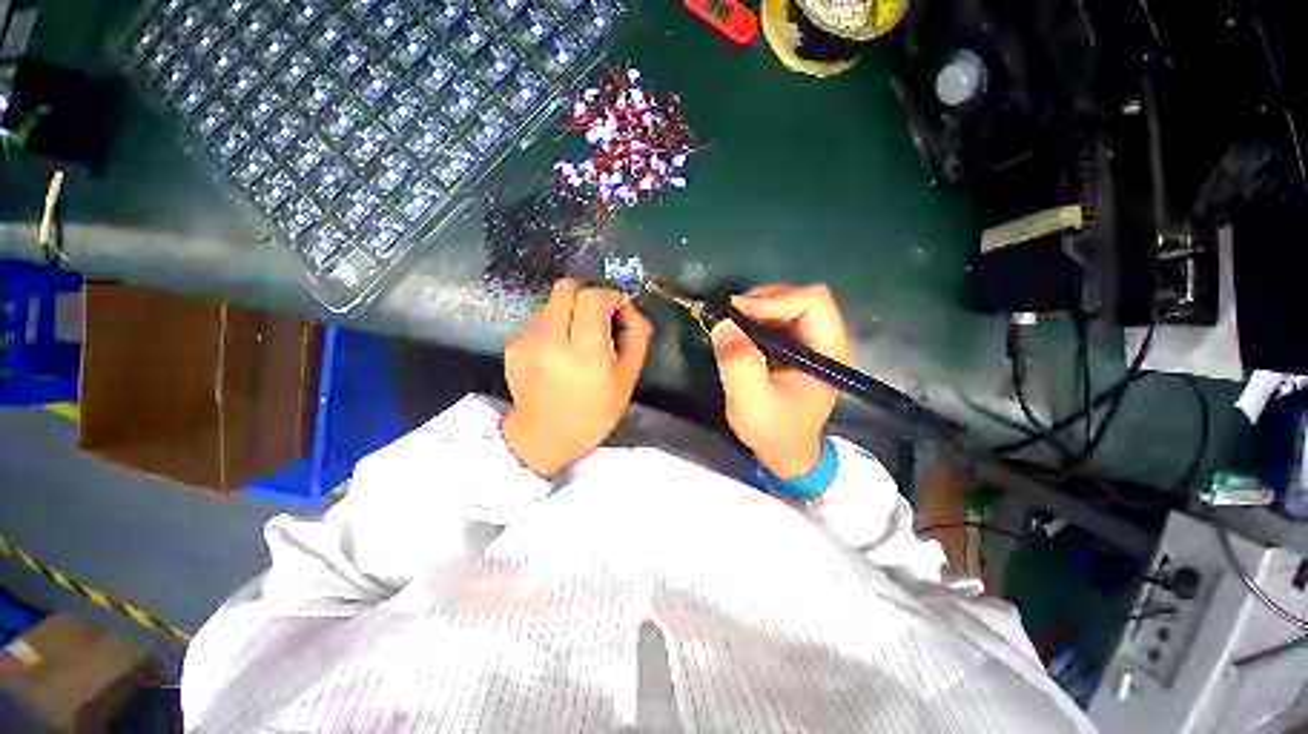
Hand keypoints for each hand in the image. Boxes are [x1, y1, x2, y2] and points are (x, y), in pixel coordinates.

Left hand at [501, 279, 651, 477]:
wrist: (545, 437)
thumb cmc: (595, 411)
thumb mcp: (628, 377)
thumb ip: (636, 335)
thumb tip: (627, 304)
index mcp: (585, 353)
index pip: (592, 297)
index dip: (609, 294)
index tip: (617, 305)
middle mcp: (550, 341)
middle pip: (566, 288)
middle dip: (586, 294)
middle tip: (598, 315)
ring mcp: (526, 342)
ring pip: (552, 303)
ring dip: (570, 312)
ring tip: (577, 340)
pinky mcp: (512, 346)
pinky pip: (539, 320)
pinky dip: (554, 327)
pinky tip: (558, 354)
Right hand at [711, 283, 853, 478]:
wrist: (784, 452)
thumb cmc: (773, 431)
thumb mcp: (751, 401)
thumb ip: (739, 363)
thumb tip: (723, 323)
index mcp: (829, 354)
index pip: (813, 302)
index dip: (774, 300)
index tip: (736, 311)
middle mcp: (828, 342)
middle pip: (803, 298)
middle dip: (763, 300)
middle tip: (731, 314)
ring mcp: (813, 343)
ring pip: (790, 304)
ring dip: (758, 307)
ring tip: (732, 321)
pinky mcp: (798, 347)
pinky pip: (779, 318)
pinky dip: (756, 317)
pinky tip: (740, 330)